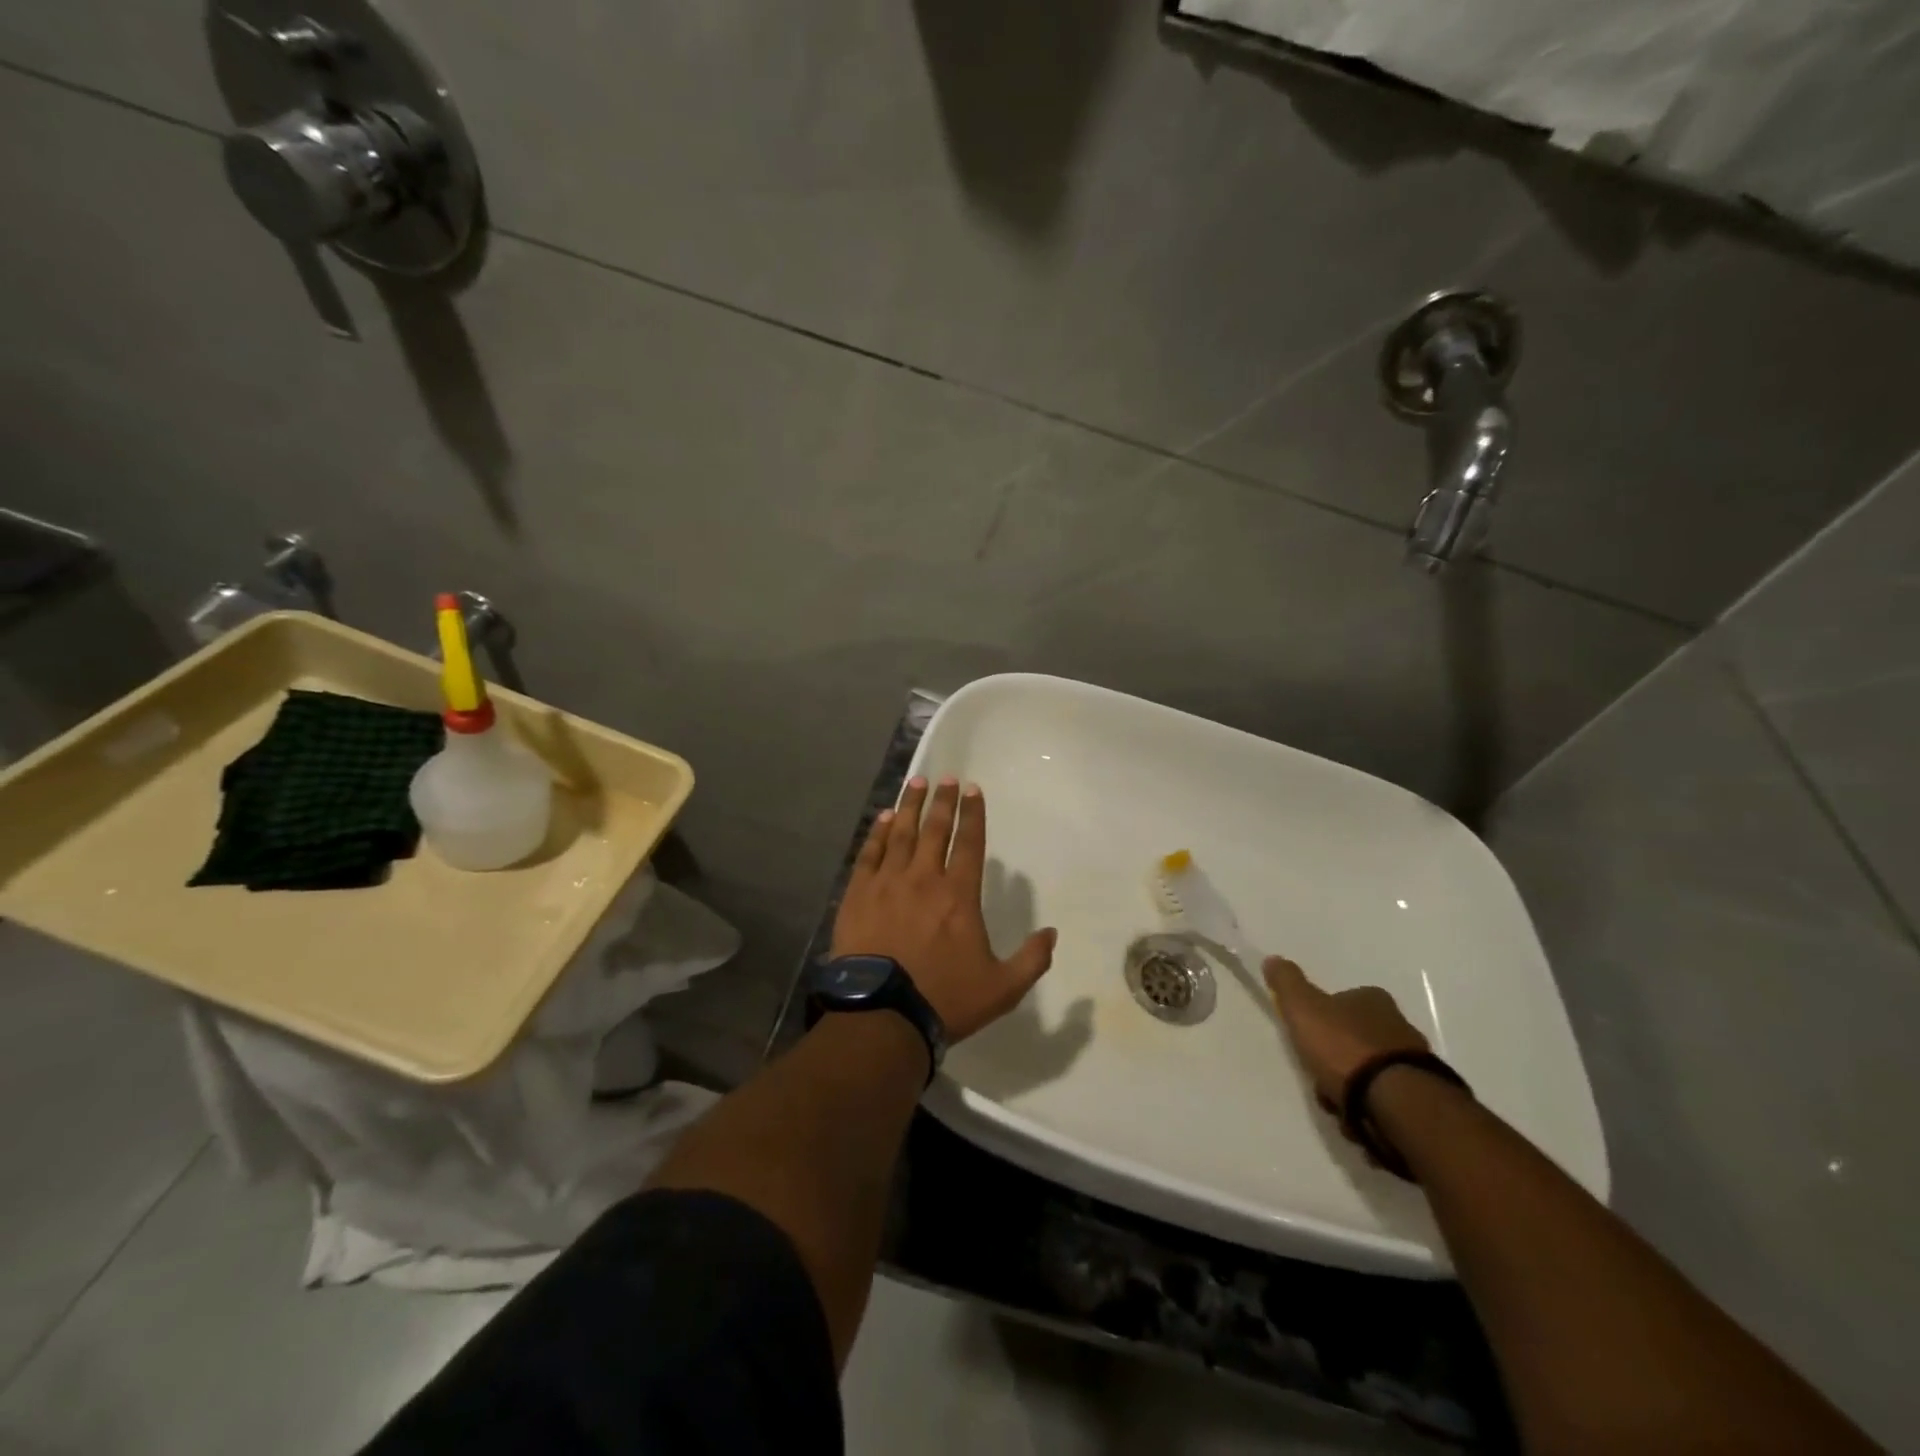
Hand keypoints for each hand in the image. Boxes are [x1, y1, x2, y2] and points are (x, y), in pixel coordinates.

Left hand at [832, 776, 1057, 1042]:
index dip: (973, 814)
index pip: (968, 843)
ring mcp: (887, 883)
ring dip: (909, 806)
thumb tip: (1052, 933)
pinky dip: (876, 833)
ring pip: (900, 834)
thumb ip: (1031, 959)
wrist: (882, 1014)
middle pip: (934, 829)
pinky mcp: (858, 894)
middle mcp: (923, 878)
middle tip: (946, 777)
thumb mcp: (1002, 988)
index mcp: (958, 895)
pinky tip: (881, 819)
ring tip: (915, 783)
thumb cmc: (944, 998)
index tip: (973, 789)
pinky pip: (869, 854)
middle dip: (943, 801)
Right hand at [1263, 956, 1428, 1112]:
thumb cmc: (1344, 1047)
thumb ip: (1287, 983)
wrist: (1395, 1101)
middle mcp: (1399, 1025)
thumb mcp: (1303, 1008)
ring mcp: (1415, 1063)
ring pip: (1372, 1071)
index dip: (1323, 1018)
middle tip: (1320, 1075)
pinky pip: (1388, 1099)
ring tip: (1337, 1104)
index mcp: (1373, 1000)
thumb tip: (1273, 959)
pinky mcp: (1423, 1098)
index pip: (1344, 1000)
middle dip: (1338, 1057)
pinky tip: (1358, 1120)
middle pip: (1358, 1038)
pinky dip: (1372, 1108)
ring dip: (1354, 1086)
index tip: (1309, 1038)